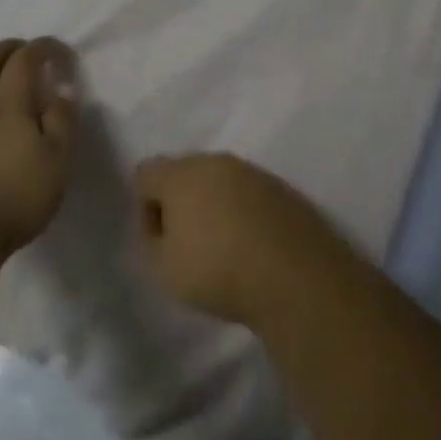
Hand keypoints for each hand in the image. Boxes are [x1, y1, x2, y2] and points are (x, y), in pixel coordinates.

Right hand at [132, 154, 342, 326]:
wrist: (296, 277)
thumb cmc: (218, 270)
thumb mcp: (161, 269)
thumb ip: (148, 241)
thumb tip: (157, 226)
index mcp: (181, 173)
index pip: (146, 173)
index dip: (145, 207)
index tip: (159, 240)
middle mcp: (216, 162)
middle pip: (184, 172)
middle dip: (180, 202)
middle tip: (188, 244)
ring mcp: (254, 173)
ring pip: (220, 182)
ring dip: (214, 206)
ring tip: (224, 248)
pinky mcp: (283, 190)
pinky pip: (250, 195)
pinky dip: (245, 213)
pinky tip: (253, 247)